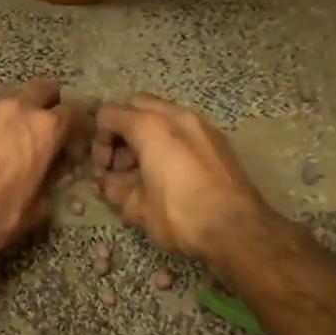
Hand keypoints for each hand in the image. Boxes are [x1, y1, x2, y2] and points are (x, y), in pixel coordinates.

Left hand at [0, 80, 92, 254]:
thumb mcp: (37, 208)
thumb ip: (51, 182)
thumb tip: (55, 173)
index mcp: (45, 129)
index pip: (76, 112)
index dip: (82, 124)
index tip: (81, 138)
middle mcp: (18, 110)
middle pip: (44, 89)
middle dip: (51, 103)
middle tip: (50, 128)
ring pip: (13, 99)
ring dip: (21, 113)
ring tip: (16, 139)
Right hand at [94, 95, 275, 262]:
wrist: (237, 229)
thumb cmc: (180, 216)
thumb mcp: (137, 208)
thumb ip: (114, 188)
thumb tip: (107, 181)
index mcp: (150, 127)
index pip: (109, 114)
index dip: (98, 140)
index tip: (103, 168)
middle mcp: (176, 115)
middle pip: (136, 106)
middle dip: (122, 130)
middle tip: (120, 164)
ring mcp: (202, 125)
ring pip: (163, 115)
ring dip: (146, 134)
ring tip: (143, 170)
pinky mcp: (219, 140)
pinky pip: (184, 129)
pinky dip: (169, 140)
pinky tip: (169, 172)